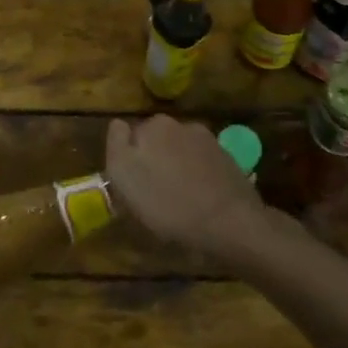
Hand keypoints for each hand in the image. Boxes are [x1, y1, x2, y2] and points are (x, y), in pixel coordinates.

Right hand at [105, 115, 268, 264]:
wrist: (230, 223)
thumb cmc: (169, 206)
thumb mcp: (126, 180)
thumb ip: (117, 146)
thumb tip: (118, 126)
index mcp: (150, 126)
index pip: (126, 135)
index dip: (126, 158)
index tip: (130, 182)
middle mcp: (177, 124)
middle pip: (154, 140)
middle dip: (151, 158)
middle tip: (152, 191)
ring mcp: (204, 138)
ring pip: (178, 149)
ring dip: (175, 164)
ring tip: (180, 196)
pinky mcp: (225, 156)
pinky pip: (201, 161)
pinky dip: (197, 173)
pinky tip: (200, 196)